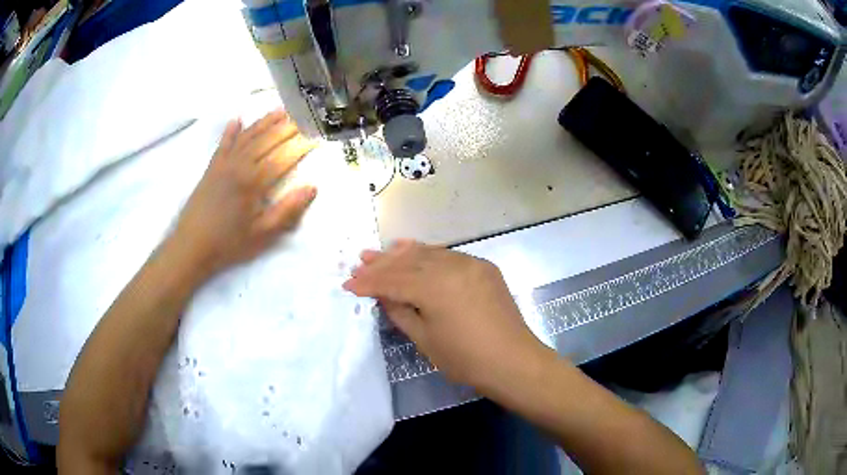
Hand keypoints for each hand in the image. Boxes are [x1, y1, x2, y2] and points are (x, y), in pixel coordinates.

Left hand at [171, 109, 316, 278]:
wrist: (191, 247)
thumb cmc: (229, 244)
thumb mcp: (263, 234)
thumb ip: (287, 210)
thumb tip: (312, 187)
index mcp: (254, 181)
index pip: (284, 156)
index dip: (302, 146)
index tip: (319, 137)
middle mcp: (240, 165)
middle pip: (267, 139)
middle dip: (288, 127)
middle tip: (306, 116)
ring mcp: (224, 163)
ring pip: (248, 136)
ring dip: (265, 121)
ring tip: (282, 110)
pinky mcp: (211, 167)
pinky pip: (223, 143)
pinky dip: (231, 130)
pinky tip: (237, 119)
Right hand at [343, 241, 546, 391]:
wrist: (513, 361)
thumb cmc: (465, 359)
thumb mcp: (425, 338)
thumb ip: (400, 310)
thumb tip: (382, 294)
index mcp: (435, 286)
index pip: (394, 280)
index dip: (370, 283)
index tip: (349, 284)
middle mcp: (453, 266)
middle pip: (409, 262)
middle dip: (382, 263)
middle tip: (360, 261)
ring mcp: (471, 263)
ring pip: (429, 254)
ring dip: (404, 254)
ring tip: (382, 252)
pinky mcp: (483, 268)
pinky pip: (450, 256)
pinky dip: (430, 254)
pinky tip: (416, 252)